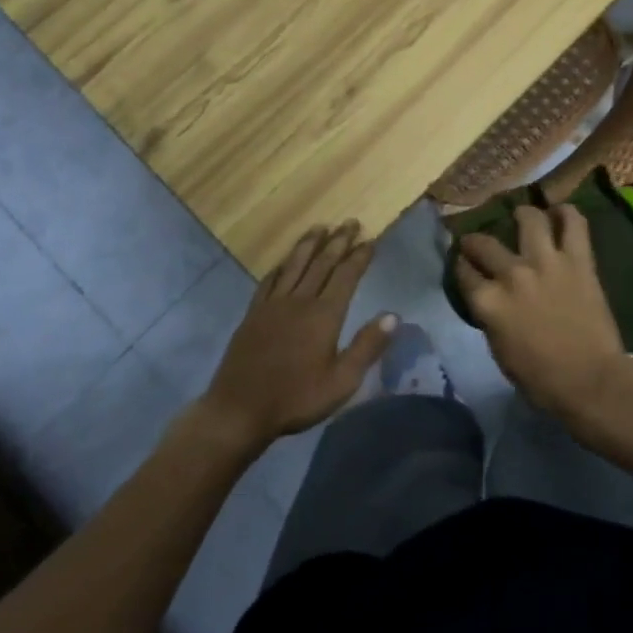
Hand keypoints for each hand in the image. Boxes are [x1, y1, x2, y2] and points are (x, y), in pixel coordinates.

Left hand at [202, 223, 395, 450]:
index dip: (359, 256)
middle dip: (338, 241)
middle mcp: (299, 301)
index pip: (346, 276)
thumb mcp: (342, 382)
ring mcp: (273, 305)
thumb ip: (367, 346)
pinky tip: (284, 261)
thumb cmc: (296, 399)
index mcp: (324, 315)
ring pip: (294, 265)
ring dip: (309, 244)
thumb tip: (393, 315)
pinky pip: (269, 280)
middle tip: (351, 222)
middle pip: (322, 263)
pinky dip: (280, 266)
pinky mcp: (253, 313)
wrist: (239, 410)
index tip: (370, 239)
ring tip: (320, 227)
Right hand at [455, 204, 630, 427]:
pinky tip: (561, 212)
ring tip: (523, 215)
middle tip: (479, 241)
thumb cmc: (541, 379)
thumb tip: (491, 300)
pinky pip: (574, 224)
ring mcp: (546, 262)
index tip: (463, 263)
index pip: (464, 273)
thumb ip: (491, 318)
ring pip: (529, 219)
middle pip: (484, 243)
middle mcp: (511, 274)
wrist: (590, 381)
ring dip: (523, 215)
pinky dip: (567, 213)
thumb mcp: (499, 351)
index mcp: (488, 302)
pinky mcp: (578, 260)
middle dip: (475, 240)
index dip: (461, 266)